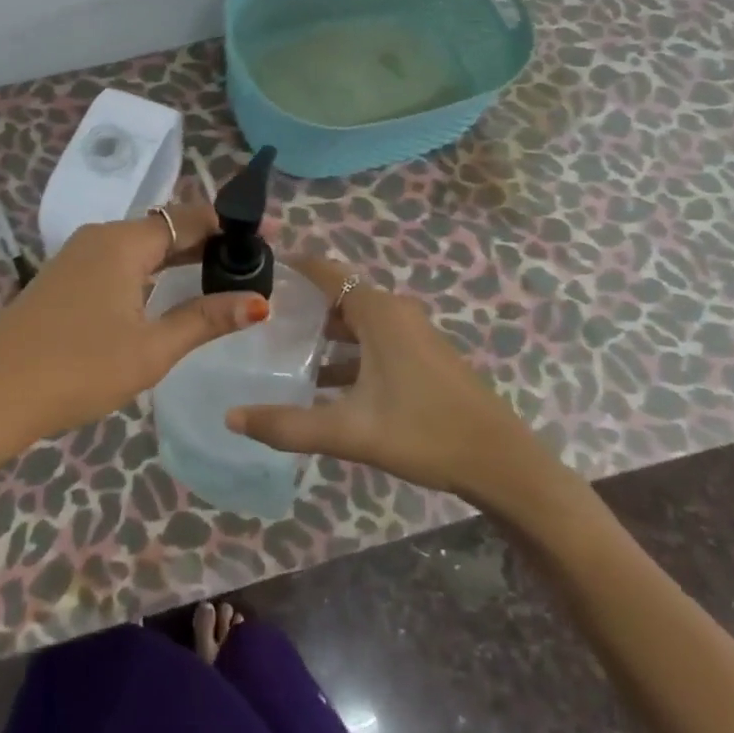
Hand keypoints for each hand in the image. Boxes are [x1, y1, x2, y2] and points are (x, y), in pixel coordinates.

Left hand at [0, 205, 269, 449]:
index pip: (189, 218)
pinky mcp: (64, 279)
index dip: (231, 225)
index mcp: (122, 242)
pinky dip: (151, 271)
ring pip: (140, 246)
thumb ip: (204, 320)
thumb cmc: (78, 369)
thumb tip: (259, 301)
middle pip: (165, 228)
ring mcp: (76, 257)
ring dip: (180, 257)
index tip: (272, 233)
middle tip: (253, 260)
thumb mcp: (150, 348)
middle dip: (209, 240)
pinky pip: (119, 262)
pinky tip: (167, 292)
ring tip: (221, 274)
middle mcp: (99, 237)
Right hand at [226, 256, 581, 526]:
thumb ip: (287, 425)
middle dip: (301, 303)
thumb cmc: (424, 433)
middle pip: (339, 295)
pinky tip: (324, 383)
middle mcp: (396, 313)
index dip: (291, 267)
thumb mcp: (349, 432)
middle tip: (259, 318)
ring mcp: (414, 335)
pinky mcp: (424, 357)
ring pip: (357, 321)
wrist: (503, 464)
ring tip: (283, 350)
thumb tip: (230, 418)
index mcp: (379, 313)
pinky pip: (374, 339)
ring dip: (324, 331)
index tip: (255, 274)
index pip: (326, 271)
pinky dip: (347, 350)